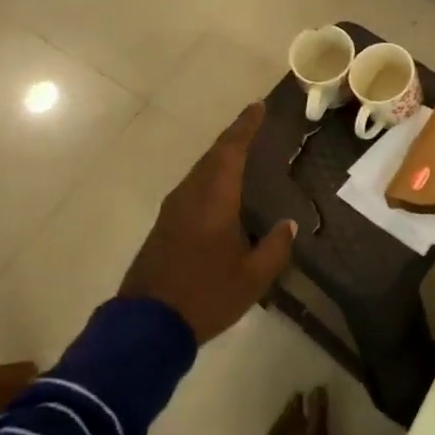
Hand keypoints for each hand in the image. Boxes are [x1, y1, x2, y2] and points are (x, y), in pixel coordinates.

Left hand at [120, 102, 296, 343]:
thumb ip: (275, 247)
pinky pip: (191, 187)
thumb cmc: (205, 296)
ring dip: (219, 157)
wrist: (145, 328)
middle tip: (252, 123)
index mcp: (214, 199)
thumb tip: (289, 224)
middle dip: (233, 137)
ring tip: (239, 151)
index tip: (258, 106)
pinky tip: (218, 189)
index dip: (245, 126)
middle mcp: (191, 196)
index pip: (231, 150)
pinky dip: (209, 176)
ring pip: (199, 171)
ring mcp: (172, 211)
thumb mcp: (253, 278)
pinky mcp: (162, 228)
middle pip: (213, 156)